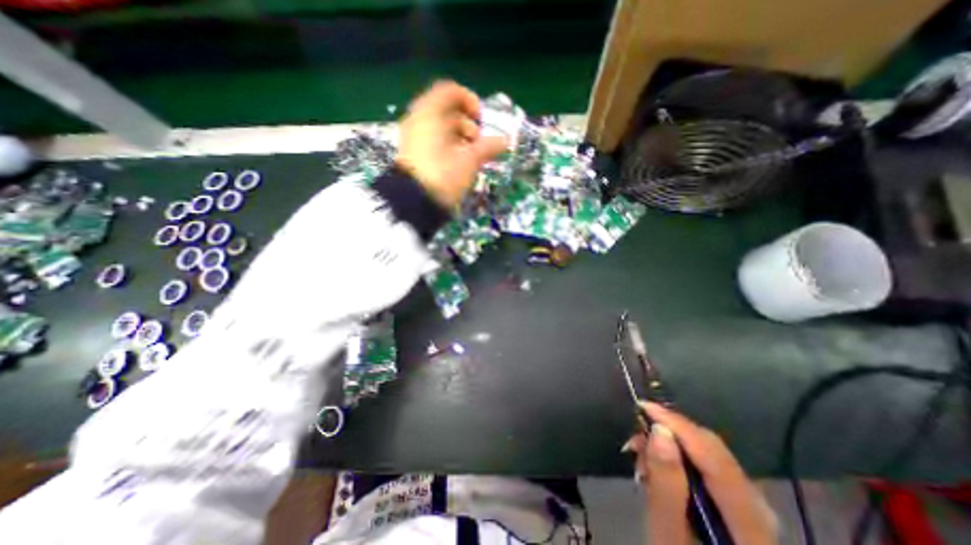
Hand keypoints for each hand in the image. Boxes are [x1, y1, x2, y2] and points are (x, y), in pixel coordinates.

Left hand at [398, 81, 509, 208]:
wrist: (413, 203)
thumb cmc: (443, 176)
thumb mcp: (469, 161)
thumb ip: (487, 147)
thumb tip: (505, 141)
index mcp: (430, 113)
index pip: (450, 91)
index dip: (470, 100)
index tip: (482, 119)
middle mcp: (419, 120)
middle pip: (446, 111)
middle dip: (467, 124)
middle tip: (478, 141)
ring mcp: (413, 137)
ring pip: (440, 128)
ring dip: (459, 137)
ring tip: (470, 155)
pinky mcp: (413, 153)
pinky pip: (433, 141)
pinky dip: (448, 146)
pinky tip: (458, 162)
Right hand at [625, 401, 778, 544]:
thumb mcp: (668, 538)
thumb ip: (666, 486)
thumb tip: (658, 430)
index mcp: (749, 521)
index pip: (712, 453)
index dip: (676, 424)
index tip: (642, 406)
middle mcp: (760, 508)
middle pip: (713, 450)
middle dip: (670, 432)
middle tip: (635, 437)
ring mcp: (754, 508)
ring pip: (709, 454)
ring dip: (672, 445)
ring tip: (642, 455)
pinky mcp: (743, 508)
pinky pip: (709, 467)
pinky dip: (681, 459)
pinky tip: (661, 468)